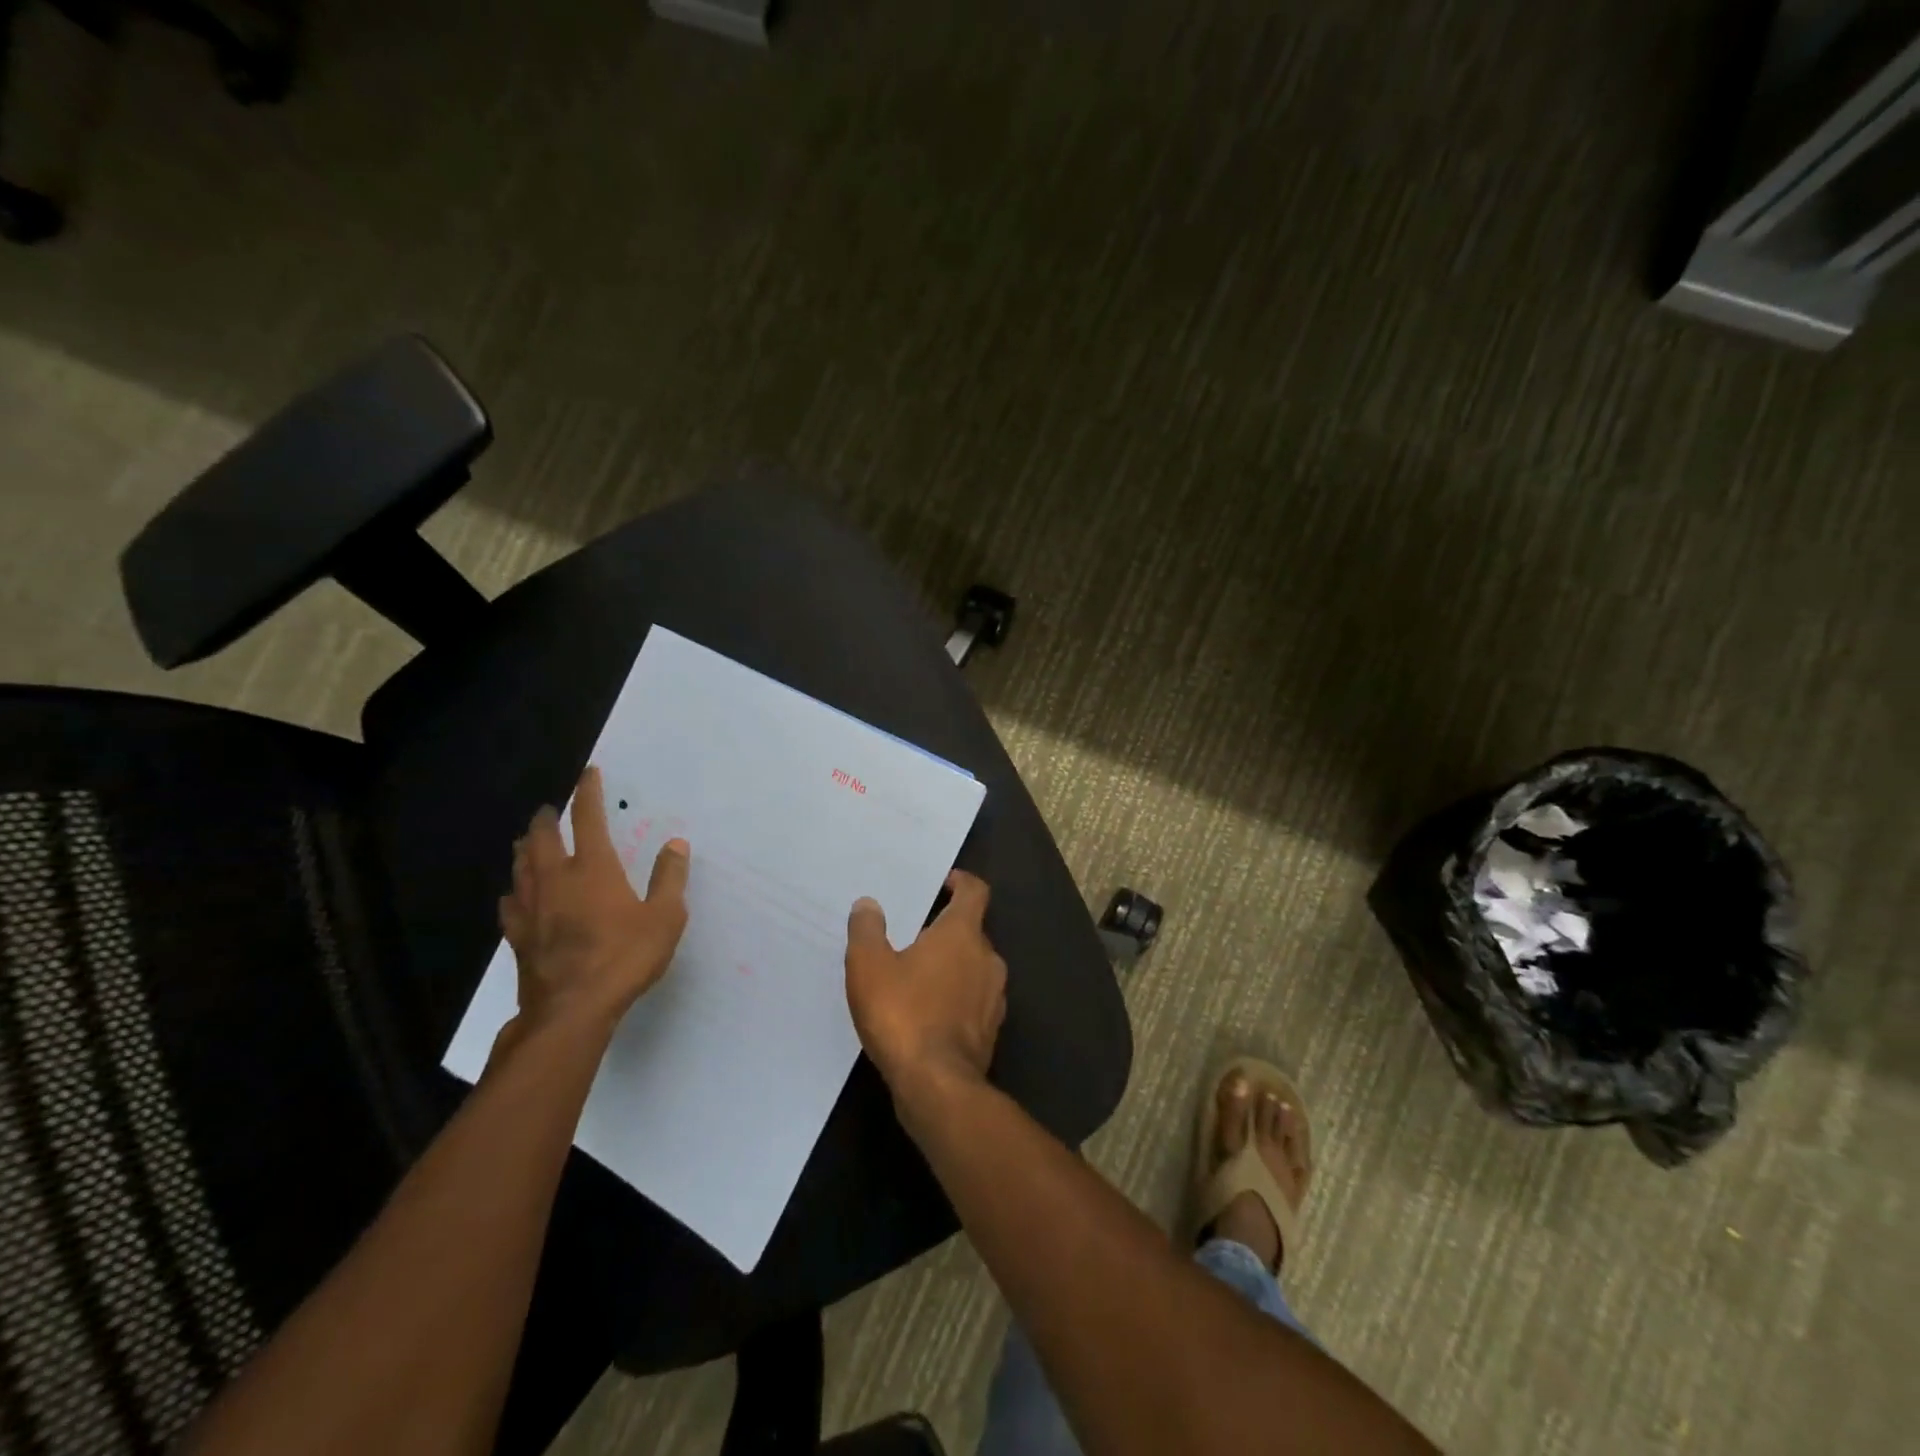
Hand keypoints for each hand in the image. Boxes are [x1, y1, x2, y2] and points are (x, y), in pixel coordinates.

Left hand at [497, 765, 689, 1047]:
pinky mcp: (518, 937)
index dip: (587, 793)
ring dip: (524, 849)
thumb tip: (676, 845)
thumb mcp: (664, 918)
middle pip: (542, 839)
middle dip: (545, 819)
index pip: (588, 819)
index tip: (587, 773)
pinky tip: (514, 895)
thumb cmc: (624, 958)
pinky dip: (514, 891)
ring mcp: (532, 909)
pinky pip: (510, 904)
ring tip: (527, 841)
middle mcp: (556, 880)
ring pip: (521, 867)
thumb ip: (670, 879)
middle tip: (548, 809)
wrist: (572, 1010)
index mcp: (593, 869)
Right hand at [845, 871, 1005, 1108]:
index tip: (942, 884)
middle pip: (972, 930)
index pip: (975, 891)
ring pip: (975, 967)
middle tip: (914, 934)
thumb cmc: (903, 1014)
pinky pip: (974, 1000)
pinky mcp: (991, 1029)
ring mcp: (994, 996)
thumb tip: (868, 904)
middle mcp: (988, 958)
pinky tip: (928, 1011)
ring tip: (917, 974)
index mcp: (963, 933)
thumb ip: (867, 930)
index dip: (960, 882)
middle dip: (947, 929)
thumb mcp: (869, 967)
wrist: (937, 1086)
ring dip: (952, 965)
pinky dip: (956, 997)